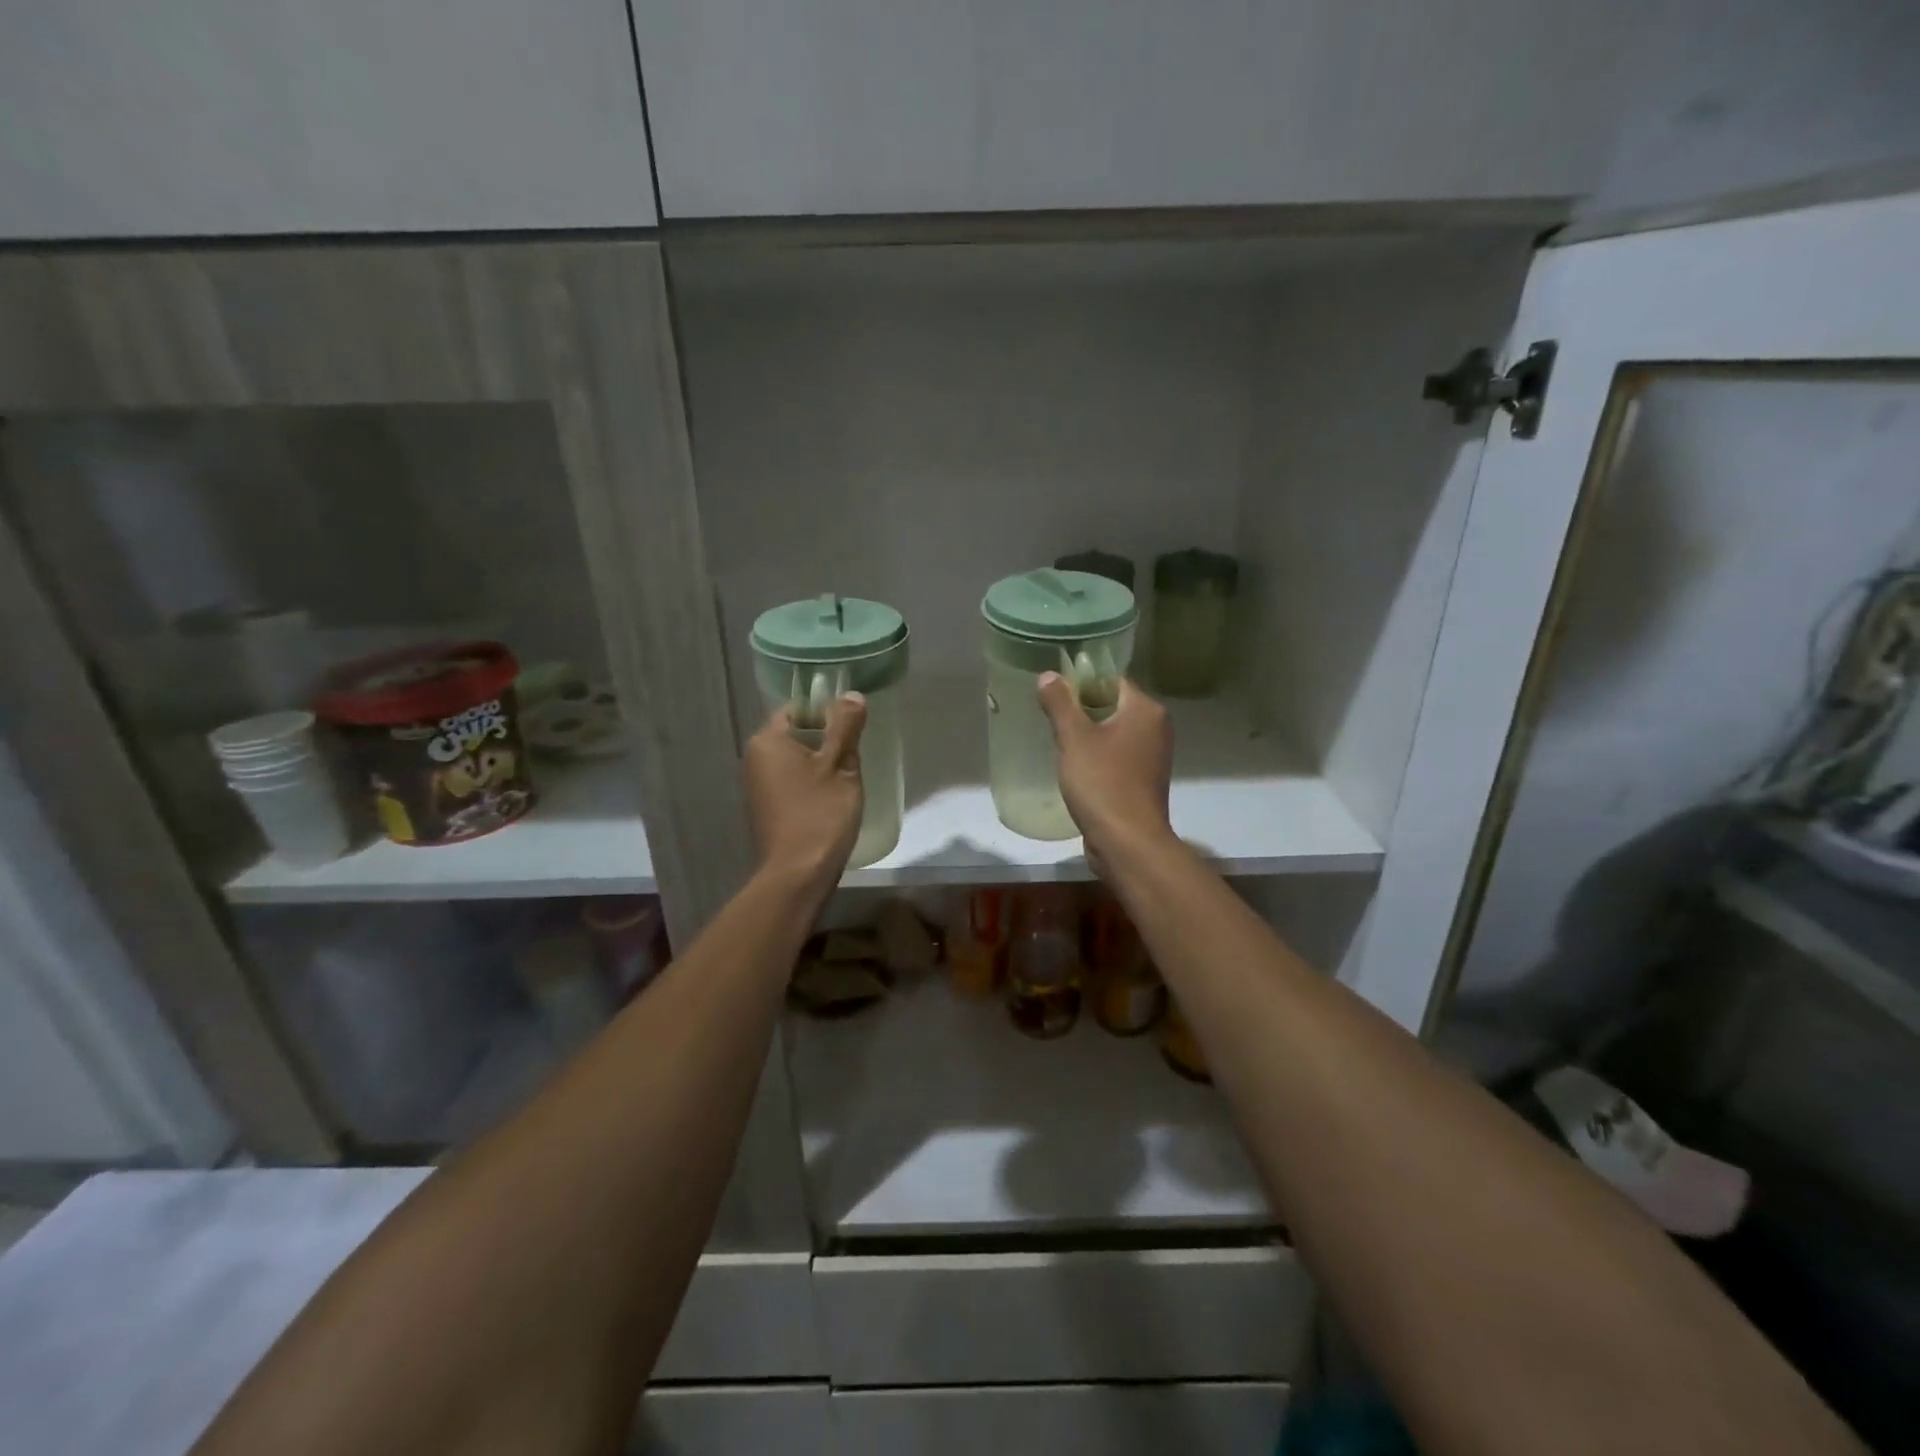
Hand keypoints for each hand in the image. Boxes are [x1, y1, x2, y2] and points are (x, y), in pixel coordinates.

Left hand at [743, 694, 867, 885]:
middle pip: (794, 734)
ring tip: (846, 777)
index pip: (796, 708)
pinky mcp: (765, 808)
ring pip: (794, 760)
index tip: (851, 726)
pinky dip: (809, 783)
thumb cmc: (820, 813)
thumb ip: (845, 726)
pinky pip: (790, 782)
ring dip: (818, 763)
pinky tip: (830, 799)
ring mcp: (756, 786)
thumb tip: (851, 695)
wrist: (798, 873)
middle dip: (824, 739)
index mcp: (767, 740)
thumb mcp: (841, 765)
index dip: (824, 711)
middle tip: (854, 752)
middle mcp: (754, 758)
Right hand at [1036, 674, 1173, 861]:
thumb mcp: (1074, 739)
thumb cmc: (1102, 783)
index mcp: (1146, 710)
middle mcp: (1156, 728)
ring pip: (1114, 732)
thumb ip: (1060, 703)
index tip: (1055, 693)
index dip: (1082, 682)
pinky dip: (1098, 757)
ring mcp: (1153, 756)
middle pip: (1113, 705)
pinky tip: (1075, 767)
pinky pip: (1117, 756)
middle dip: (1082, 710)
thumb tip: (1049, 675)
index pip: (1112, 680)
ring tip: (1059, 741)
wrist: (1127, 842)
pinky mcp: (1144, 780)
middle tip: (1051, 717)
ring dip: (1088, 735)